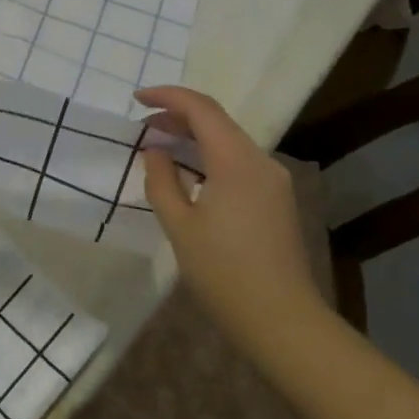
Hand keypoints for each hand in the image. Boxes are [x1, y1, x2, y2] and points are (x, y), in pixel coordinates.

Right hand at [137, 85, 327, 351]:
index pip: (201, 109)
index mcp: (236, 162)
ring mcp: (273, 181)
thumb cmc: (223, 272)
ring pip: (228, 141)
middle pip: (217, 121)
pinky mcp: (276, 200)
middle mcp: (261, 162)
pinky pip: (238, 162)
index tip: (136, 99)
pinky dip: (209, 156)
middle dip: (177, 116)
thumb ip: (162, 180)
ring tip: (158, 147)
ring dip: (193, 137)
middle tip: (142, 127)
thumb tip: (155, 152)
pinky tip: (187, 174)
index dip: (167, 97)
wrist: (282, 321)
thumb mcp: (179, 225)